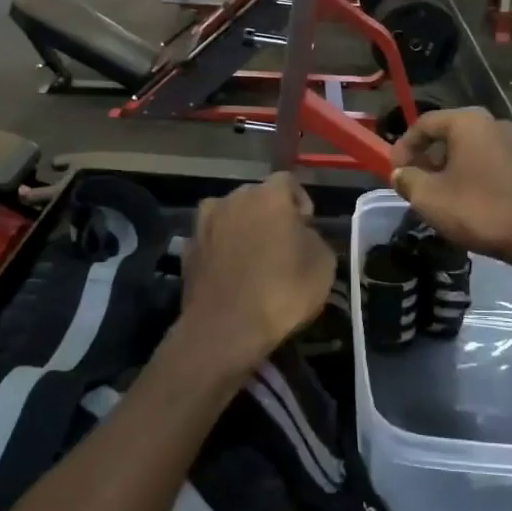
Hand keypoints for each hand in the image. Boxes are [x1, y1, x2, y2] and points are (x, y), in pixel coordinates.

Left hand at [174, 173, 335, 379]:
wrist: (226, 329)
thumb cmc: (283, 291)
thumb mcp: (323, 264)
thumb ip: (313, 237)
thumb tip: (301, 234)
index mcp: (269, 195)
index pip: (288, 182)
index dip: (300, 202)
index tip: (306, 227)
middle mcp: (233, 198)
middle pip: (256, 196)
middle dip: (269, 214)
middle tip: (281, 243)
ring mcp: (205, 223)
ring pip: (229, 216)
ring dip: (241, 228)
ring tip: (252, 257)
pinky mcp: (187, 248)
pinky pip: (211, 240)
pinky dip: (221, 250)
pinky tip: (229, 273)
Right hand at [389, 108, 511, 270]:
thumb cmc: (478, 210)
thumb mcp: (429, 197)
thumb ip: (407, 180)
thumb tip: (400, 173)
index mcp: (467, 122)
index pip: (424, 123)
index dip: (403, 146)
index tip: (394, 171)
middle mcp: (492, 123)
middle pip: (447, 133)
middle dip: (426, 157)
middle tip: (413, 182)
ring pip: (468, 148)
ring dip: (447, 167)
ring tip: (436, 195)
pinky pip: (486, 160)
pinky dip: (469, 173)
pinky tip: (464, 200)